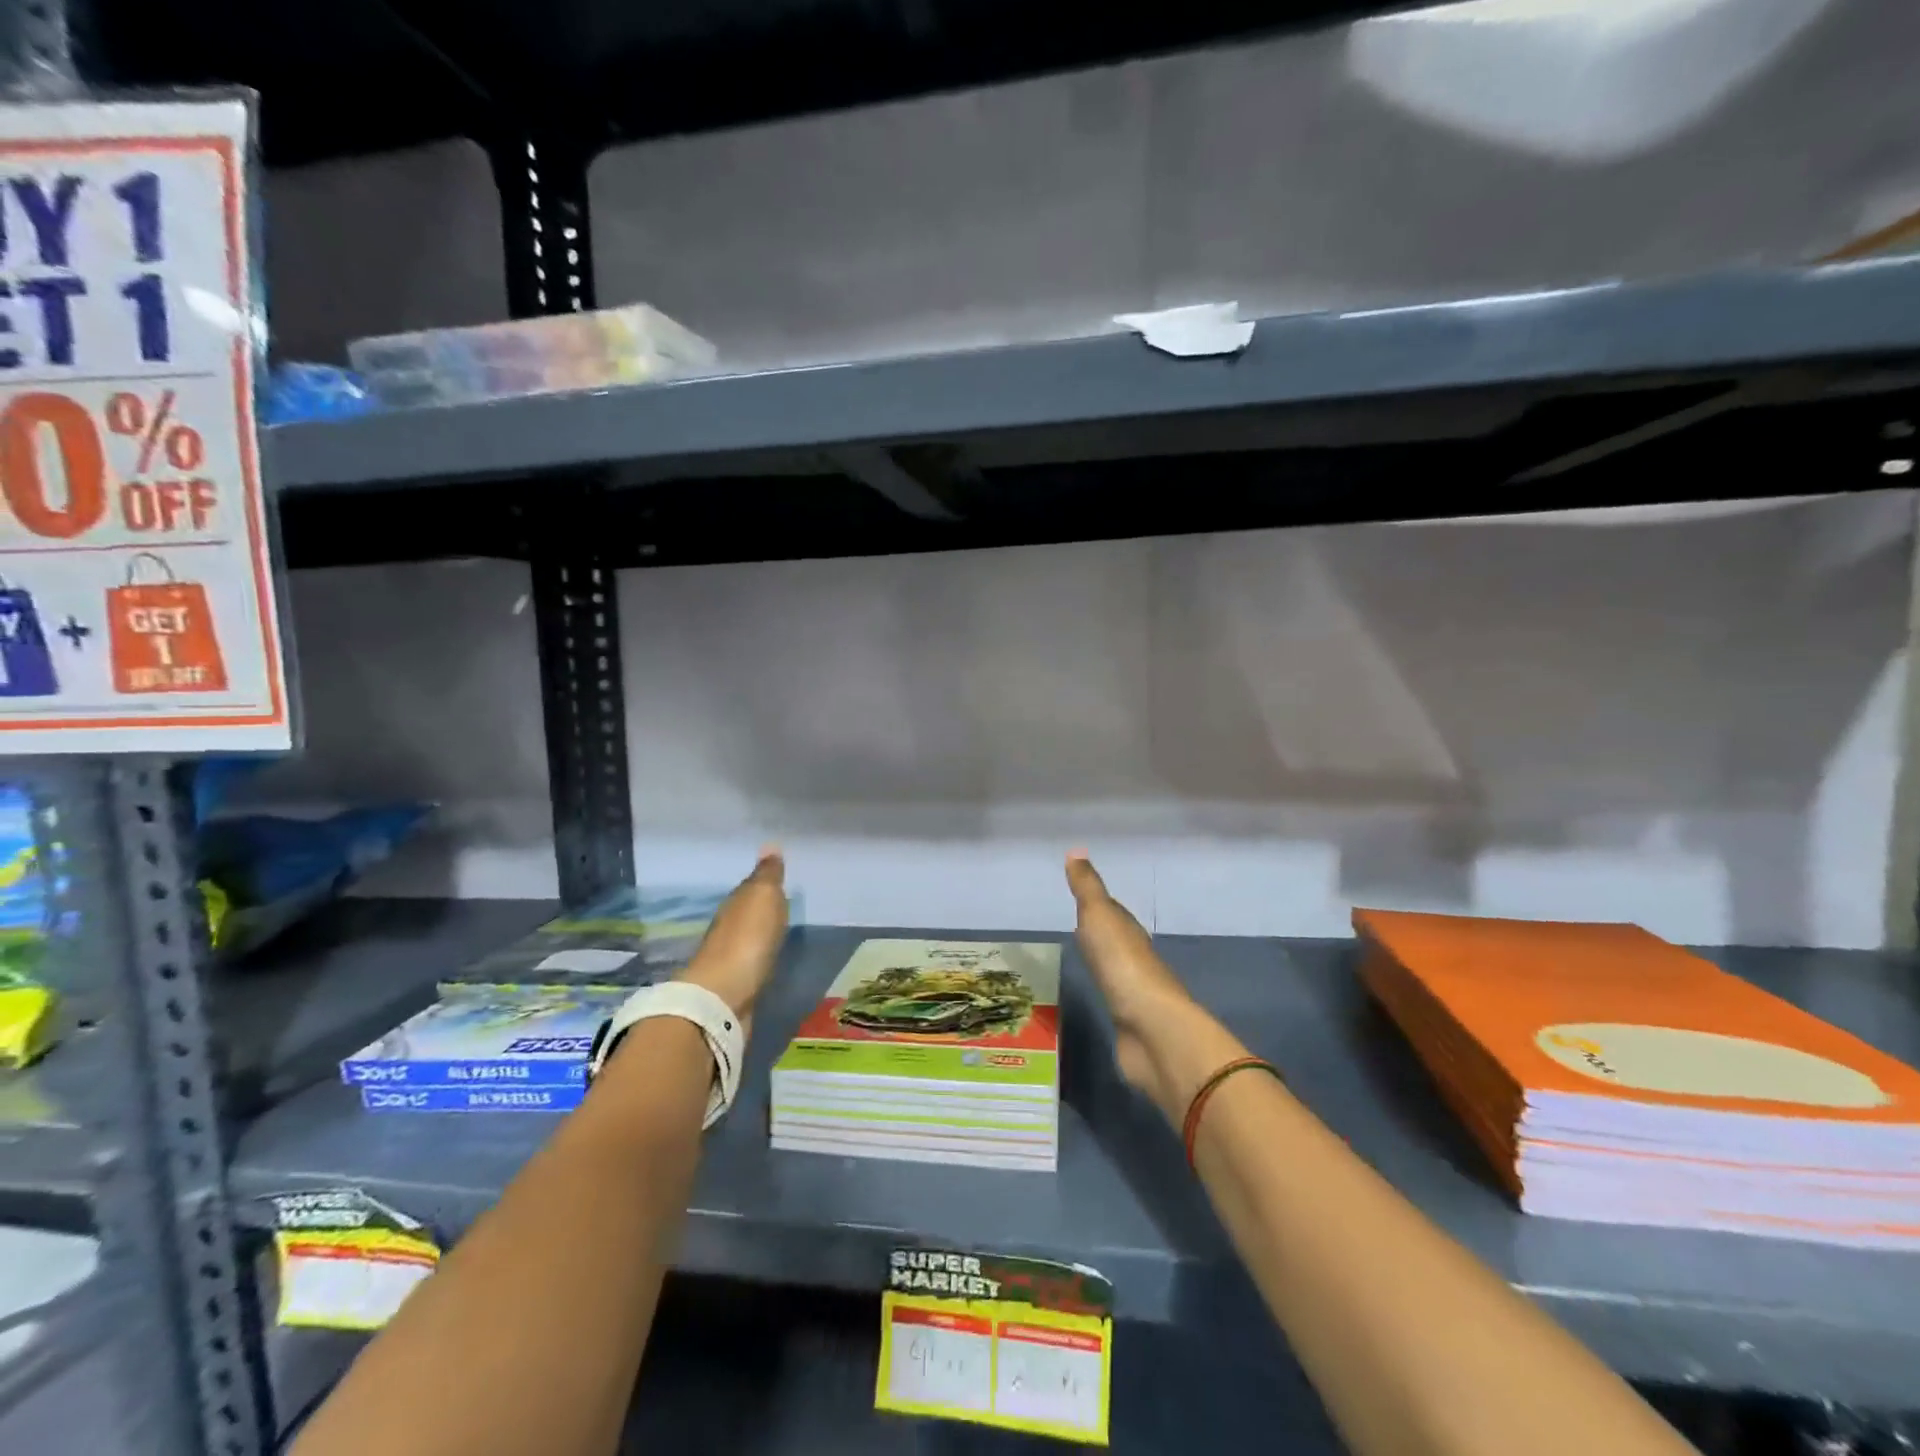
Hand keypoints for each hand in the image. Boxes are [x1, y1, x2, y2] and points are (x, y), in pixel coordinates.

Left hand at [676, 848, 788, 1019]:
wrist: (722, 998)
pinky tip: (767, 957)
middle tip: (780, 901)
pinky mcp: (734, 985)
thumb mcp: (763, 898)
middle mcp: (727, 927)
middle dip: (759, 907)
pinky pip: (750, 961)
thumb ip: (768, 875)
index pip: (749, 886)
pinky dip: (757, 956)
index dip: (763, 881)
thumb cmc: (747, 940)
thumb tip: (770, 844)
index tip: (777, 876)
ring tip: (777, 929)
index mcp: (735, 903)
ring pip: (746, 937)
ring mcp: (728, 958)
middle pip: (745, 912)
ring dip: (757, 933)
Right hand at [1067, 851, 1245, 1124]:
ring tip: (1081, 958)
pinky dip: (1104, 991)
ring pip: (1115, 968)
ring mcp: (1134, 992)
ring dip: (1102, 962)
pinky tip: (1096, 993)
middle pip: (1116, 939)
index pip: (1112, 912)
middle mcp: (1134, 958)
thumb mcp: (1100, 917)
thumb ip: (1087, 888)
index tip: (1081, 897)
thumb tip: (1076, 850)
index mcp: (1129, 931)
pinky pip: (1113, 997)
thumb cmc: (1123, 965)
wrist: (1151, 1028)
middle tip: (1076, 925)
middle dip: (1100, 932)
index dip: (1097, 904)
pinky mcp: (1129, 1022)